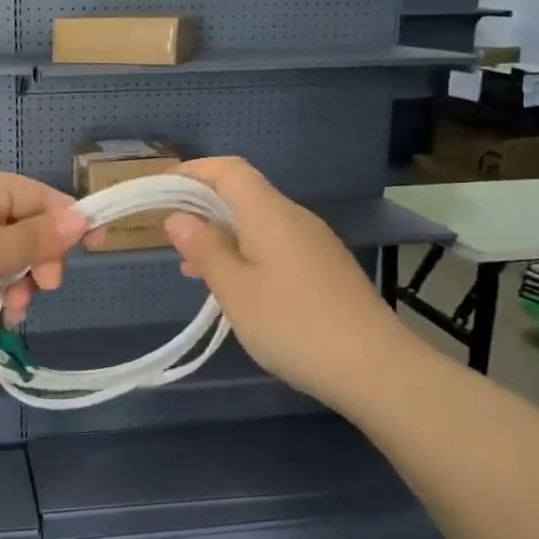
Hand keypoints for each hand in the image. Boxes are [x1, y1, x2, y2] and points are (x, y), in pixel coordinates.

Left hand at [0, 170, 86, 381]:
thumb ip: (39, 238)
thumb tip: (82, 215)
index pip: (37, 195)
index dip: (69, 219)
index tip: (98, 248)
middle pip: (24, 229)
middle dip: (40, 259)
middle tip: (44, 287)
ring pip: (7, 261)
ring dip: (20, 285)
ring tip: (15, 311)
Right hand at [164, 157, 407, 398]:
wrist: (376, 368)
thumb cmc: (293, 325)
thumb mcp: (235, 290)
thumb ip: (204, 249)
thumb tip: (178, 217)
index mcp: (270, 213)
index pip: (229, 170)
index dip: (194, 171)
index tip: (162, 189)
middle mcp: (295, 217)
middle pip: (244, 194)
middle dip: (203, 207)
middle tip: (171, 236)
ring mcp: (315, 243)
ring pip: (259, 224)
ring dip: (224, 236)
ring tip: (194, 271)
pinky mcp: (326, 269)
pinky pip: (276, 246)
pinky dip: (247, 254)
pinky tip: (238, 290)